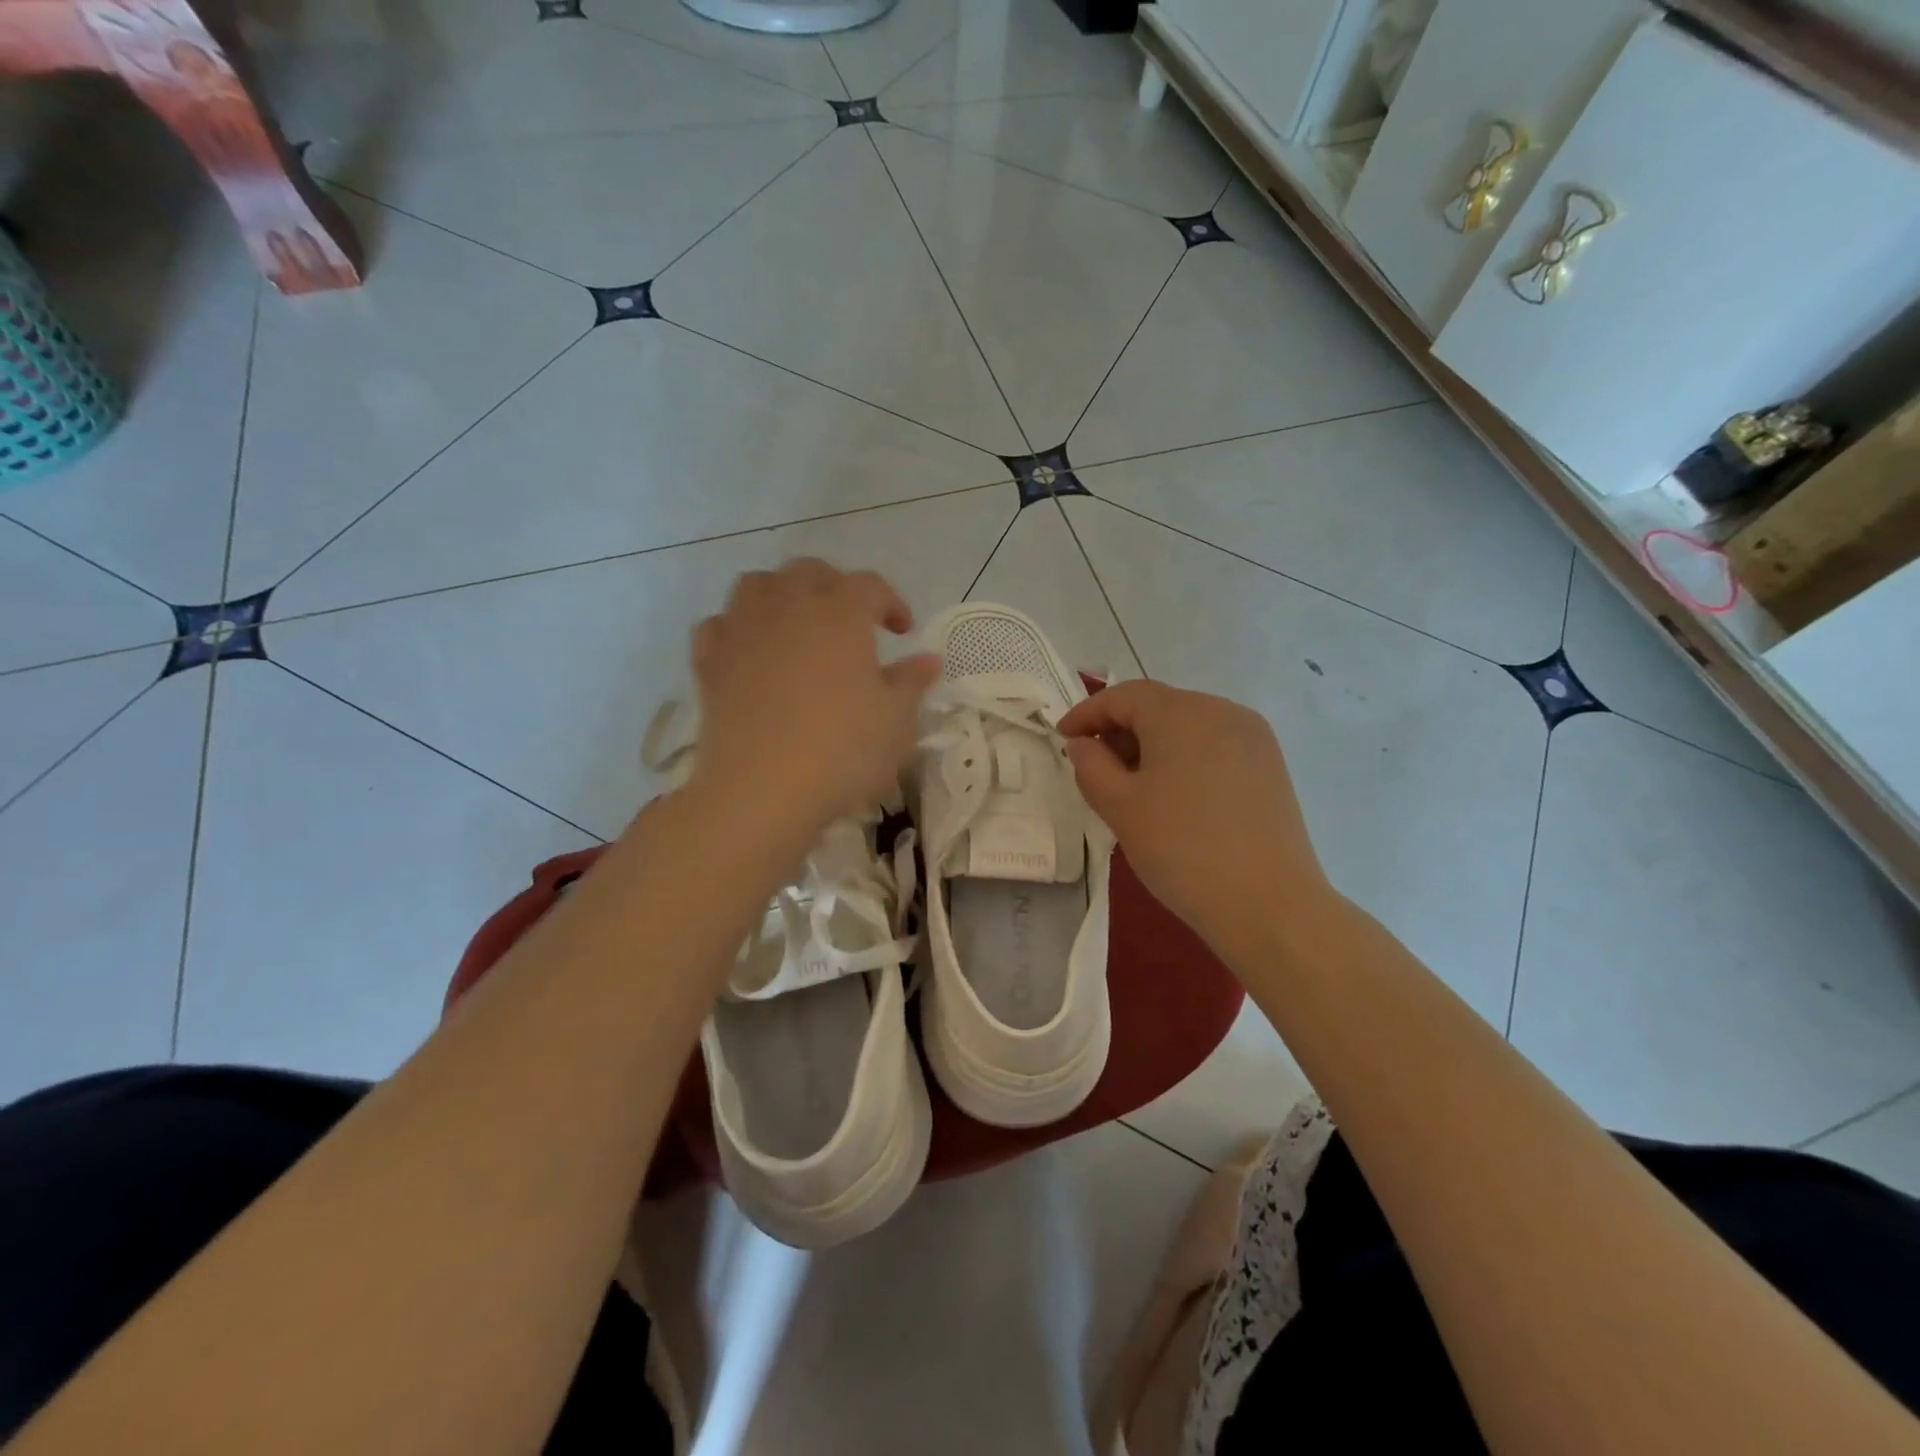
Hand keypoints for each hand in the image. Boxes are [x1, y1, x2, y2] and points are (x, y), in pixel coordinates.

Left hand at [687, 559, 939, 834]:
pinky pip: (719, 625)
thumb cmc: (842, 751)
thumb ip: (912, 683)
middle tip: (851, 621)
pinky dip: (737, 629)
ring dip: (781, 595)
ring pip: (757, 585)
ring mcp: (742, 630)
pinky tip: (750, 652)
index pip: (870, 586)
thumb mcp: (896, 722)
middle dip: (835, 586)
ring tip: (797, 625)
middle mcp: (789, 606)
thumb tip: (928, 660)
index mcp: (841, 612)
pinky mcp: (709, 661)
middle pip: (810, 572)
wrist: (761, 790)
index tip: (902, 631)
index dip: (891, 602)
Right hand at [1058, 681, 1333, 944]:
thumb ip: (1090, 765)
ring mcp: (1252, 737)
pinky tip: (1173, 794)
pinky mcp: (1269, 765)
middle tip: (1094, 766)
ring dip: (1152, 744)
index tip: (1063, 737)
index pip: (1124, 696)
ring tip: (1131, 785)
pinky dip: (1184, 757)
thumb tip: (1084, 743)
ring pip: (1188, 725)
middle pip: (1159, 706)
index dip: (1088, 712)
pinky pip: (1214, 745)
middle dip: (1120, 729)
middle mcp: (1222, 711)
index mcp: (1182, 713)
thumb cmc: (1181, 848)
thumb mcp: (1119, 806)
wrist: (1267, 903)